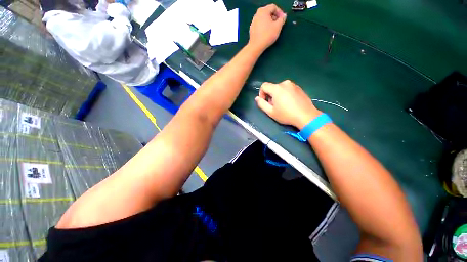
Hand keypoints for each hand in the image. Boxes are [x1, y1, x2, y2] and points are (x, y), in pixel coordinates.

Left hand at [248, 4, 286, 50]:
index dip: (280, 12)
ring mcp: (253, 22)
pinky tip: (267, 33)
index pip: (274, 7)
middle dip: (274, 17)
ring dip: (269, 22)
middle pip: (268, 12)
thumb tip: (283, 16)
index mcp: (263, 11)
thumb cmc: (267, 35)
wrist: (256, 46)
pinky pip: (260, 25)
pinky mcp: (252, 29)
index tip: (282, 19)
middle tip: (278, 24)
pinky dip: (264, 26)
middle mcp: (257, 14)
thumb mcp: (278, 26)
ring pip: (264, 19)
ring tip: (273, 29)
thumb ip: (282, 19)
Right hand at [255, 80, 320, 128]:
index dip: (261, 93)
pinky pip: (287, 89)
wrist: (306, 116)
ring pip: (280, 88)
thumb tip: (257, 98)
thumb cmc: (286, 115)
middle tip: (274, 106)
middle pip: (272, 87)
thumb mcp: (271, 112)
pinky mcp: (299, 88)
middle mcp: (285, 83)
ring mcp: (293, 85)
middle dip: (270, 96)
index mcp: (277, 88)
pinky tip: (289, 103)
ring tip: (282, 105)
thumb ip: (261, 104)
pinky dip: (285, 94)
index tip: (264, 102)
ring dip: (277, 95)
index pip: (264, 86)